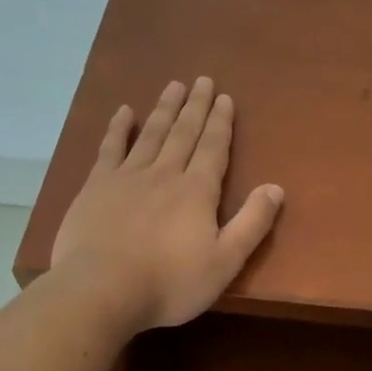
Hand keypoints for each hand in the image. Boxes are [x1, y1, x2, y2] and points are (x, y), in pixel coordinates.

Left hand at [51, 77, 283, 331]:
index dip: (221, 123)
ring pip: (151, 134)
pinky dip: (118, 128)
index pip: (214, 149)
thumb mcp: (225, 262)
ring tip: (174, 85)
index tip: (225, 98)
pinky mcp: (96, 187)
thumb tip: (276, 188)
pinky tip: (124, 111)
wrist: (102, 290)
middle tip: (203, 80)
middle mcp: (164, 174)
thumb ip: (252, 224)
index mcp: (197, 192)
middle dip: (196, 107)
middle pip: (184, 133)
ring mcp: (127, 177)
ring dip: (164, 109)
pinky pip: (110, 148)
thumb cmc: (170, 283)